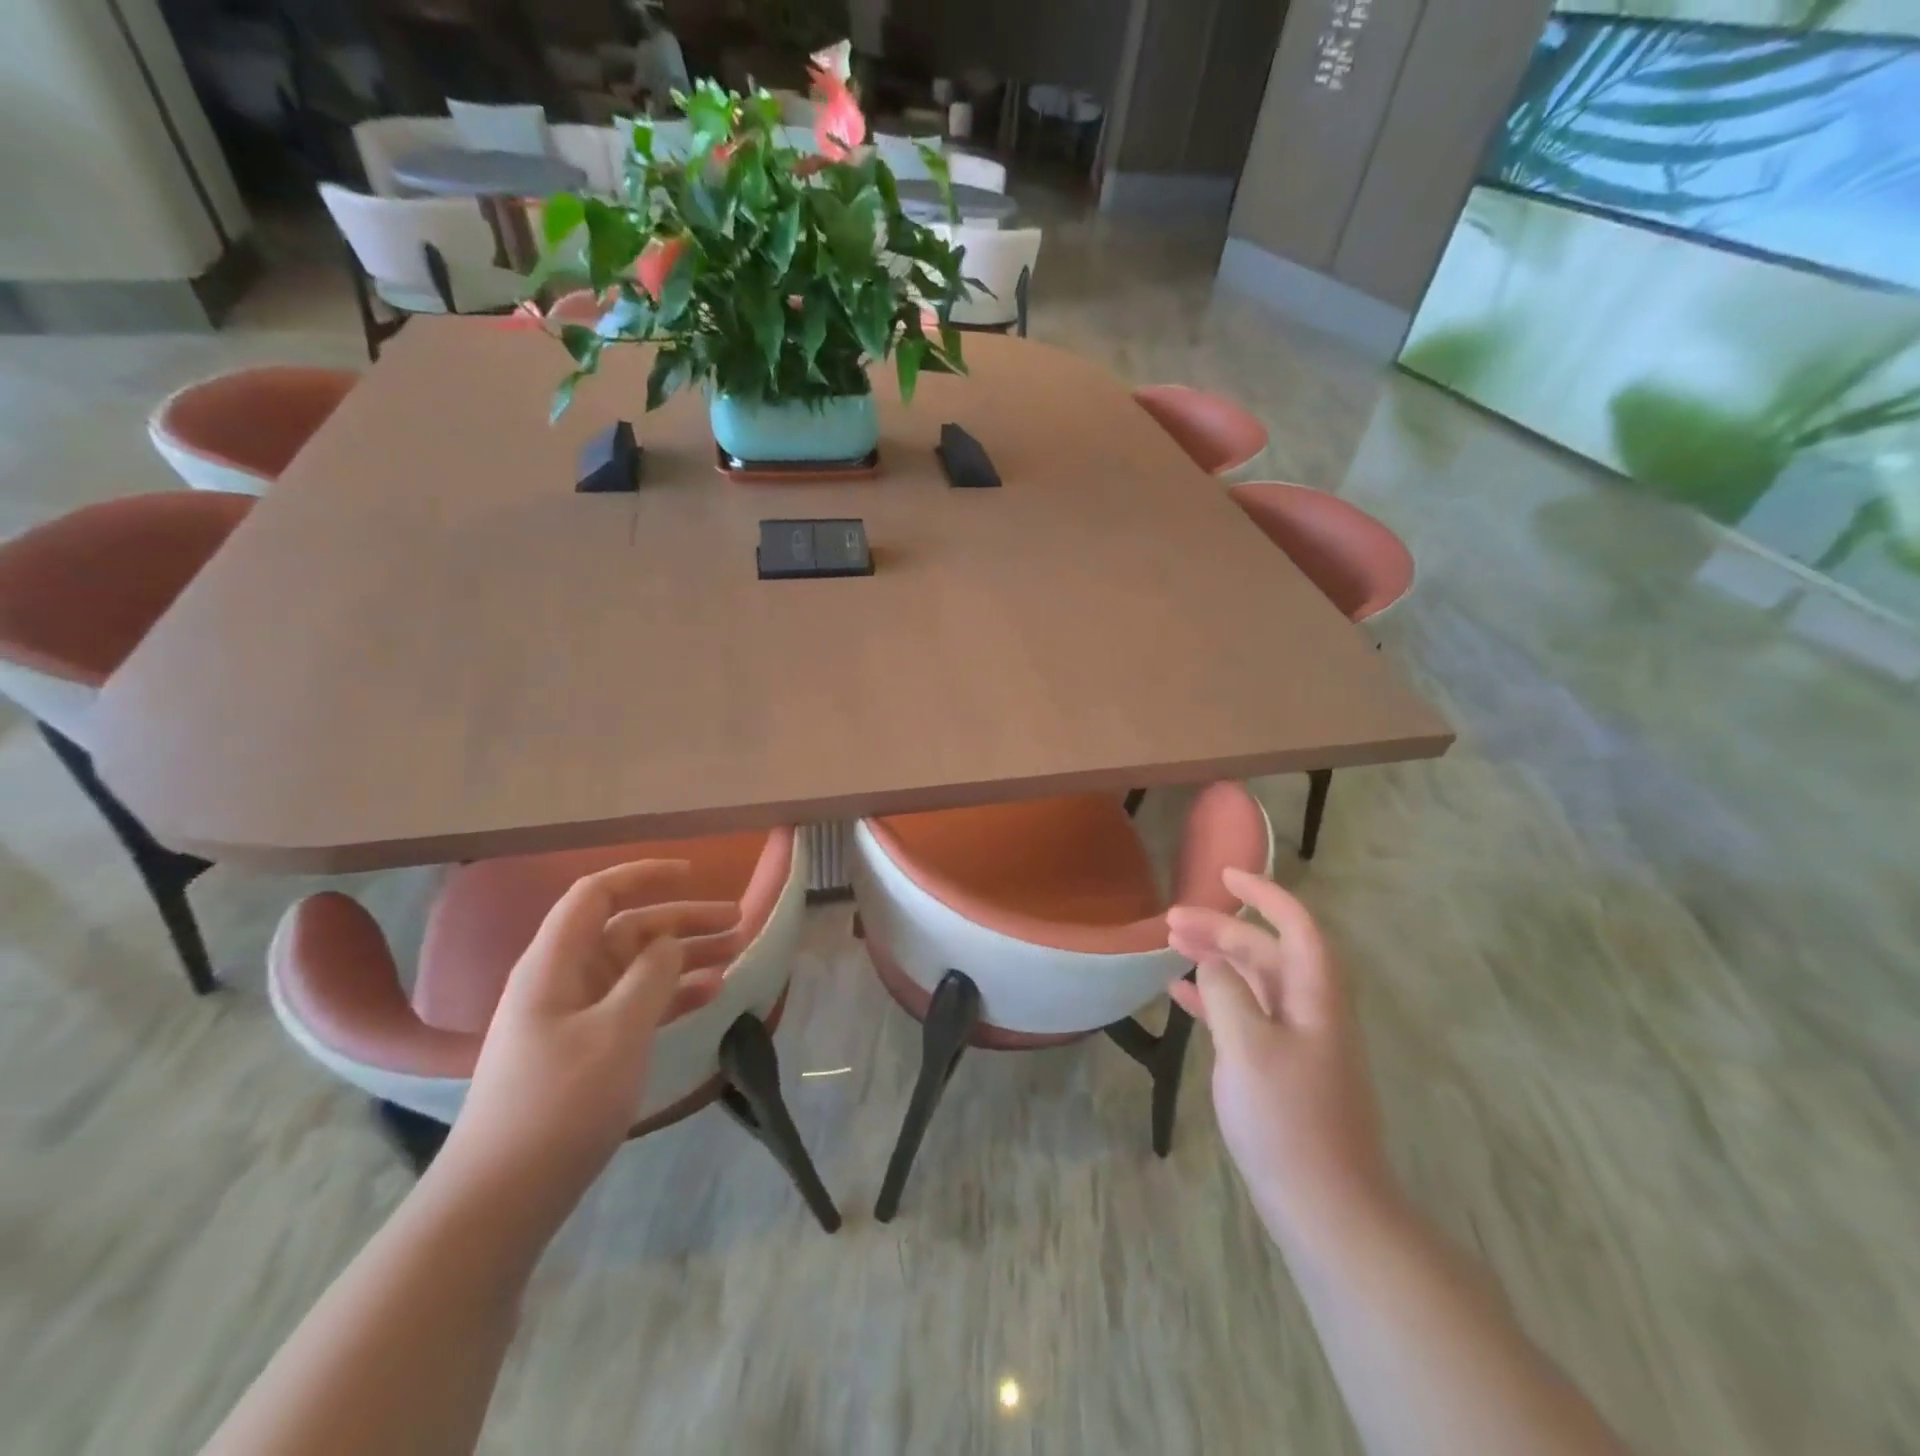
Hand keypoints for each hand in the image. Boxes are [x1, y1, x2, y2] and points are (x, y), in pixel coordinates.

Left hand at [440, 860, 740, 1222]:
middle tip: (738, 922)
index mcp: (556, 963)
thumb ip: (649, 977)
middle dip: (683, 920)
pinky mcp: (587, 1048)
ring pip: (638, 967)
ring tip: (736, 953)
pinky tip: (710, 994)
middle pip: (628, 929)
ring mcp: (575, 1016)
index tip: (694, 874)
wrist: (502, 1200)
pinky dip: (672, 994)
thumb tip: (670, 942)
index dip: (644, 875)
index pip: (597, 894)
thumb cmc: (559, 1104)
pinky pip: (636, 1004)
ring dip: (685, 956)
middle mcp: (564, 979)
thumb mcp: (616, 1033)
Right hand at [1167, 867, 1395, 1245]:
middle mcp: (1310, 1010)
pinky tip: (1181, 996)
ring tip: (1171, 947)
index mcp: (1315, 997)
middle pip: (1267, 952)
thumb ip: (1227, 993)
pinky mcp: (1281, 1068)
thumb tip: (1212, 964)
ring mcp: (1297, 1041)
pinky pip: (1245, 1015)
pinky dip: (1215, 999)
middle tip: (1172, 921)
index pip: (1297, 925)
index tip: (1225, 875)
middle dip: (1222, 929)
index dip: (1265, 894)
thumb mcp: (1248, 1047)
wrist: (1327, 1208)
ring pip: (1254, 982)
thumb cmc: (1288, 1121)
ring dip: (1216, 960)